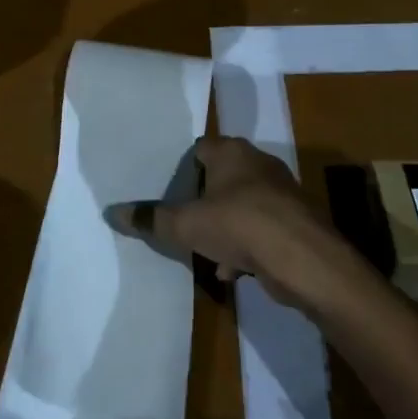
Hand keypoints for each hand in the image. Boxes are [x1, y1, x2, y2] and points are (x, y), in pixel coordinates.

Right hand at [106, 136, 366, 314]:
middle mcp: (259, 164)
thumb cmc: (239, 225)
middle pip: (222, 178)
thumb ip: (151, 219)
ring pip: (242, 206)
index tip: (167, 190)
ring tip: (204, 249)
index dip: (182, 168)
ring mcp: (281, 193)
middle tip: (182, 219)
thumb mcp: (186, 224)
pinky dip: (246, 245)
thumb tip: (113, 212)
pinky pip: (261, 228)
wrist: (304, 258)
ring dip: (224, 227)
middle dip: (203, 201)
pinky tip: (233, 270)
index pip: (200, 148)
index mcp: (232, 152)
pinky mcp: (295, 221)